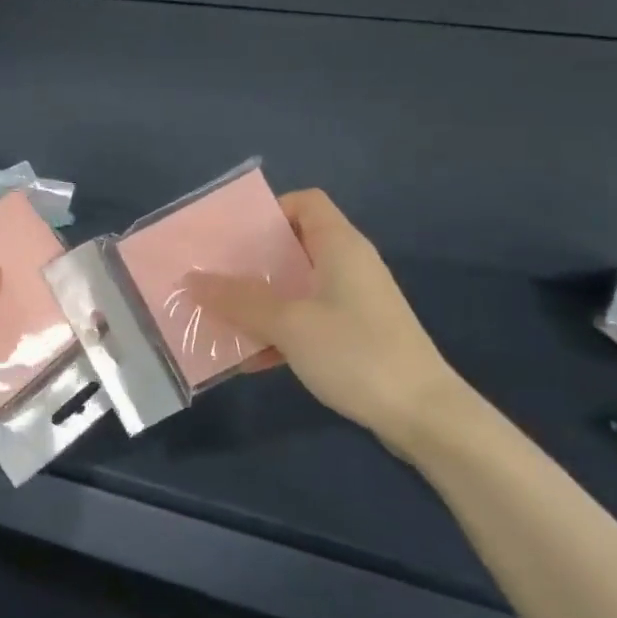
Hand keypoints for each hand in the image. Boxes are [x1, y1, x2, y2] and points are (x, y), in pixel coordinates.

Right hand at [191, 190, 470, 450]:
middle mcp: (349, 266)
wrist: (423, 415)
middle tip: (214, 277)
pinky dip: (280, 332)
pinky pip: (308, 321)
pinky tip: (250, 359)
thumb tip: (193, 279)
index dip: (269, 210)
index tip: (232, 236)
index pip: (305, 202)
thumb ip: (240, 300)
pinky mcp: (357, 336)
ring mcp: (355, 303)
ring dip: (261, 302)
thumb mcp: (290, 323)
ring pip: (298, 288)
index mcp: (340, 246)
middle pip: (295, 246)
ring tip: (221, 317)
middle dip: (252, 262)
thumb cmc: (356, 353)